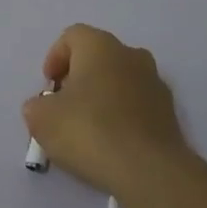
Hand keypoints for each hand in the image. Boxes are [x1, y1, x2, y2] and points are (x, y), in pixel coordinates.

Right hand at [22, 24, 198, 203]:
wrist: (149, 171)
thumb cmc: (89, 131)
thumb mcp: (41, 118)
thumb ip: (37, 105)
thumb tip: (46, 107)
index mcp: (100, 46)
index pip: (72, 36)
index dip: (54, 58)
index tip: (48, 87)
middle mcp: (132, 55)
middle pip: (98, 57)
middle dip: (78, 78)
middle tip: (64, 106)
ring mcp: (156, 84)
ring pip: (120, 81)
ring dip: (102, 97)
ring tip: (87, 129)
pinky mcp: (170, 114)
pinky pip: (137, 106)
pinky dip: (122, 117)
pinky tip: (110, 144)